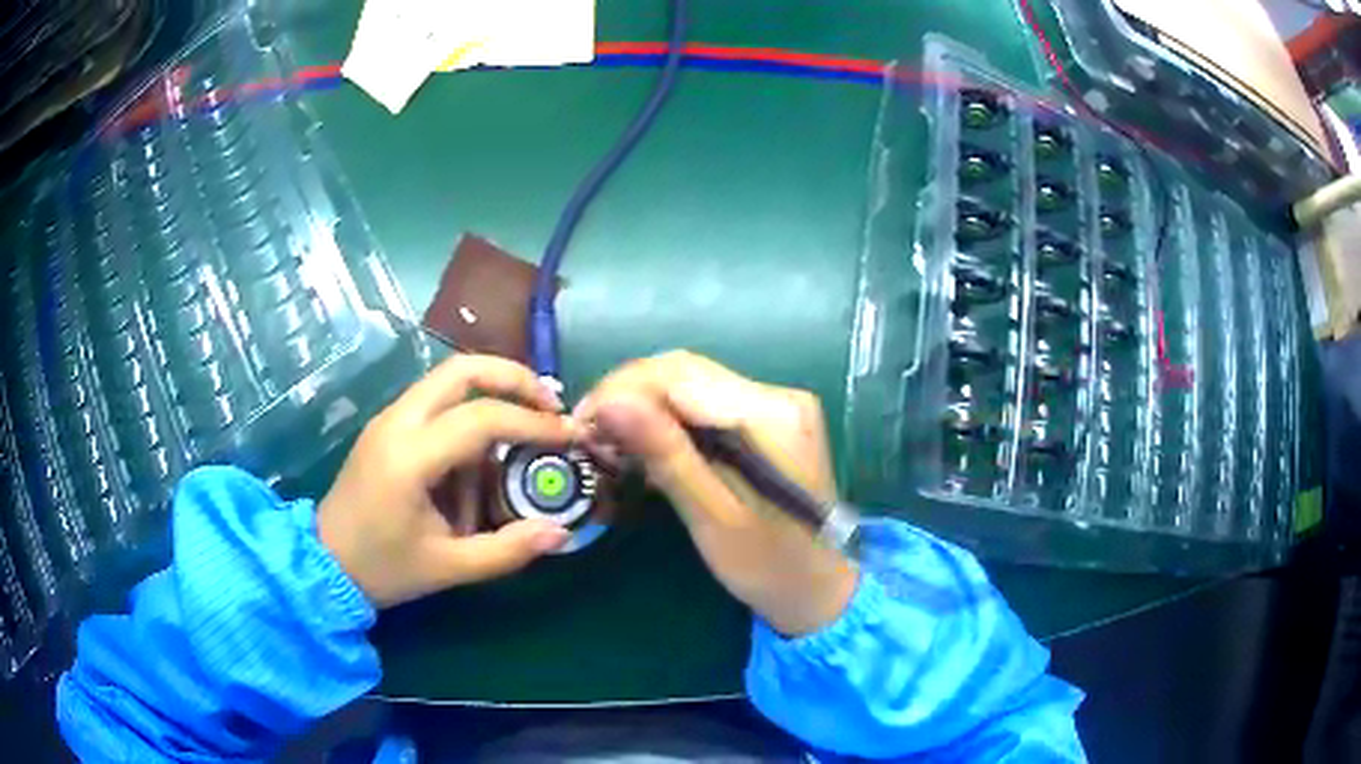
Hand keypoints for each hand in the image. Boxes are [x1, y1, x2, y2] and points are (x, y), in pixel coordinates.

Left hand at [318, 355, 575, 607]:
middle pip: (461, 369)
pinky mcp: (386, 426)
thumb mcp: (449, 568)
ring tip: (526, 425)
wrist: (324, 563)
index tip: (569, 435)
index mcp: (409, 457)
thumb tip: (560, 531)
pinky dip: (468, 410)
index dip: (532, 423)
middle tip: (550, 405)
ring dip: (492, 391)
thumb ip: (507, 550)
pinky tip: (485, 450)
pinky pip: (435, 401)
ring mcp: (388, 419)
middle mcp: (397, 422)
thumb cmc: (383, 569)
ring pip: (447, 379)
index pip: (481, 418)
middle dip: (513, 378)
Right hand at [576, 351, 856, 636]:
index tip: (581, 425)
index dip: (622, 391)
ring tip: (608, 440)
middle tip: (589, 434)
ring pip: (691, 383)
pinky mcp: (768, 419)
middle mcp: (779, 395)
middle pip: (685, 371)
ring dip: (643, 404)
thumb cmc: (769, 566)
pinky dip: (668, 418)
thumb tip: (611, 403)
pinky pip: (705, 403)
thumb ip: (667, 456)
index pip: (680, 377)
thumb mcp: (713, 517)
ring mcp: (777, 404)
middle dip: (628, 394)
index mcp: (772, 415)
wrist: (820, 589)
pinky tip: (645, 443)